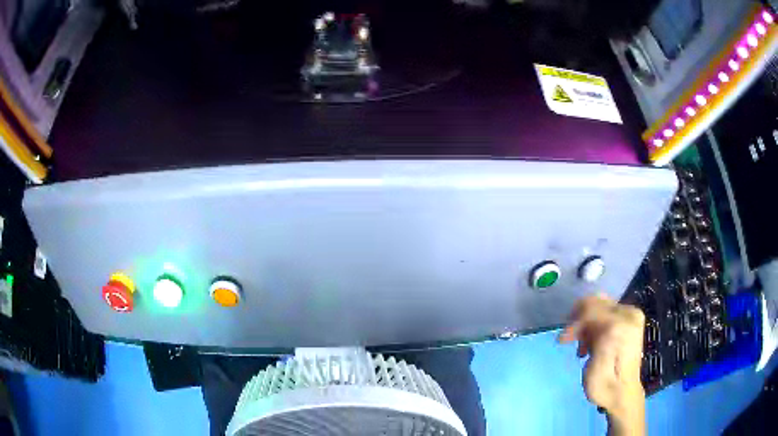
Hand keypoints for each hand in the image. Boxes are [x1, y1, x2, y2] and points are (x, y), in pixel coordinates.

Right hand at [558, 294, 645, 435]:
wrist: (623, 395)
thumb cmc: (605, 387)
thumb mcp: (595, 369)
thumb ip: (595, 339)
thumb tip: (589, 321)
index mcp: (621, 326)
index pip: (591, 308)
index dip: (574, 323)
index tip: (563, 340)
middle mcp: (629, 314)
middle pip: (596, 303)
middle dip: (579, 321)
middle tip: (568, 340)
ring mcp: (632, 315)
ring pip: (600, 306)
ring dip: (586, 324)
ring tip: (581, 347)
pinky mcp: (631, 319)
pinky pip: (606, 310)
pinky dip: (595, 324)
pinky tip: (591, 343)